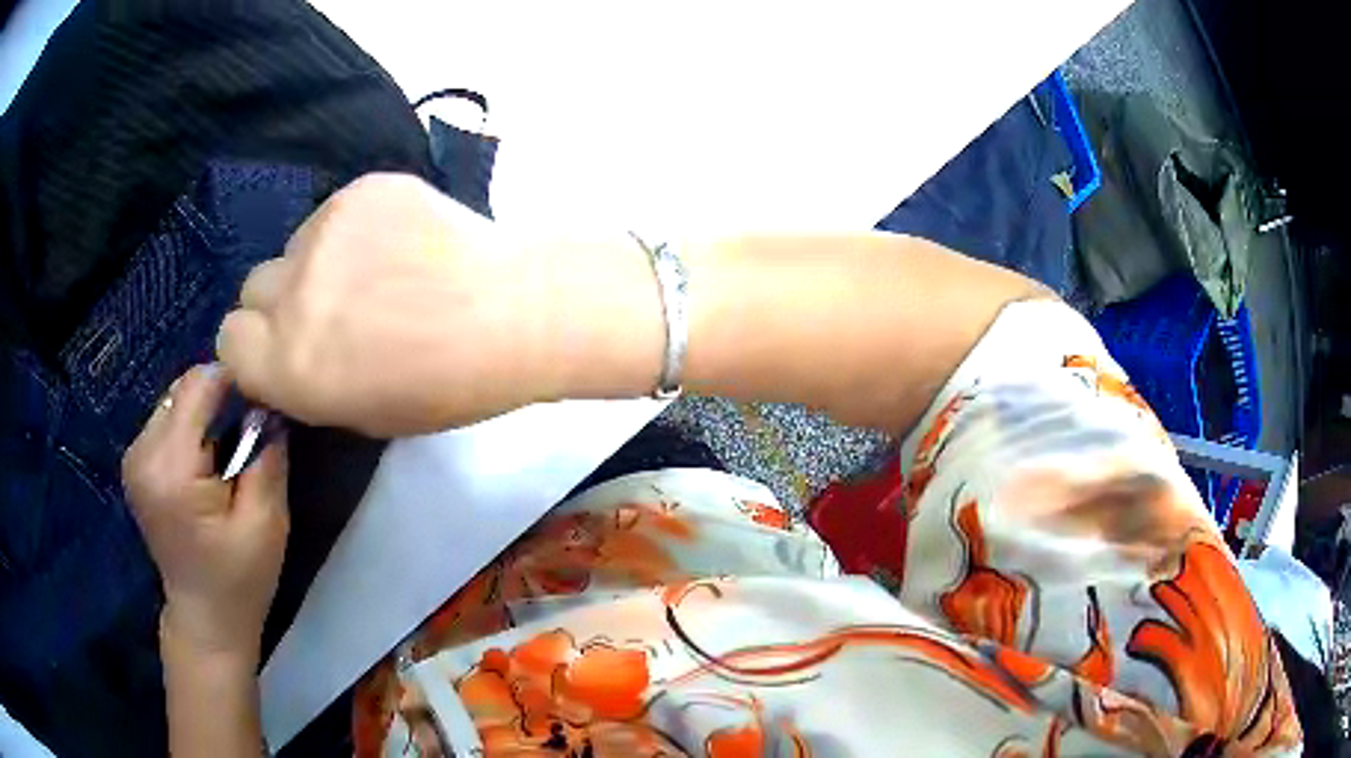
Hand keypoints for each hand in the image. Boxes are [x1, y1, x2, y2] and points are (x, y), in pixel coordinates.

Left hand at [122, 364, 288, 660]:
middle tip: (248, 431)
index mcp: (171, 469)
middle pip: (182, 388)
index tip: (262, 396)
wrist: (205, 619)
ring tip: (226, 450)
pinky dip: (188, 427)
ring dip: (202, 413)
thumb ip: (267, 456)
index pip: (197, 386)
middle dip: (217, 398)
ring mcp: (133, 458)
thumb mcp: (267, 523)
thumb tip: (268, 405)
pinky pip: (165, 420)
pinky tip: (204, 461)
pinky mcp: (134, 464)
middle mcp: (142, 453)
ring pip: (173, 400)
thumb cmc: (239, 580)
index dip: (232, 380)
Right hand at [215, 173, 562, 436]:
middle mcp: (291, 293)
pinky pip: (333, 213)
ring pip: (293, 247)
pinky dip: (353, 230)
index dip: (254, 346)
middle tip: (330, 309)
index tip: (282, 346)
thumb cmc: (445, 384)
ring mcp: (323, 231)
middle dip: (279, 303)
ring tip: (377, 273)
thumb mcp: (360, 414)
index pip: (228, 340)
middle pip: (253, 288)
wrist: (514, 311)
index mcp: (287, 363)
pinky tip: (399, 243)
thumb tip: (282, 354)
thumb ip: (305, 382)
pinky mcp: (360, 189)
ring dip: (318, 262)